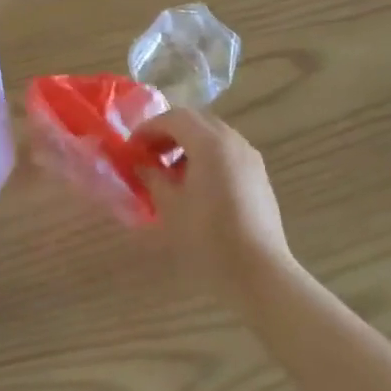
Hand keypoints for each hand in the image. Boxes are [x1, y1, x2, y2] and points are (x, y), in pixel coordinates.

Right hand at [131, 108, 297, 306]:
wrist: (259, 272)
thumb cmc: (208, 237)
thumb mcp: (170, 206)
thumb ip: (151, 177)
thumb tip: (140, 164)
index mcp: (211, 143)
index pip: (175, 118)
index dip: (149, 128)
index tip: (131, 149)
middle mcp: (233, 142)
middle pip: (196, 122)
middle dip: (168, 134)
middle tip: (148, 156)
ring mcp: (250, 159)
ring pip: (213, 137)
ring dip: (187, 146)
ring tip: (169, 174)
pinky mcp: (259, 177)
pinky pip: (227, 154)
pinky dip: (206, 158)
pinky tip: (195, 188)